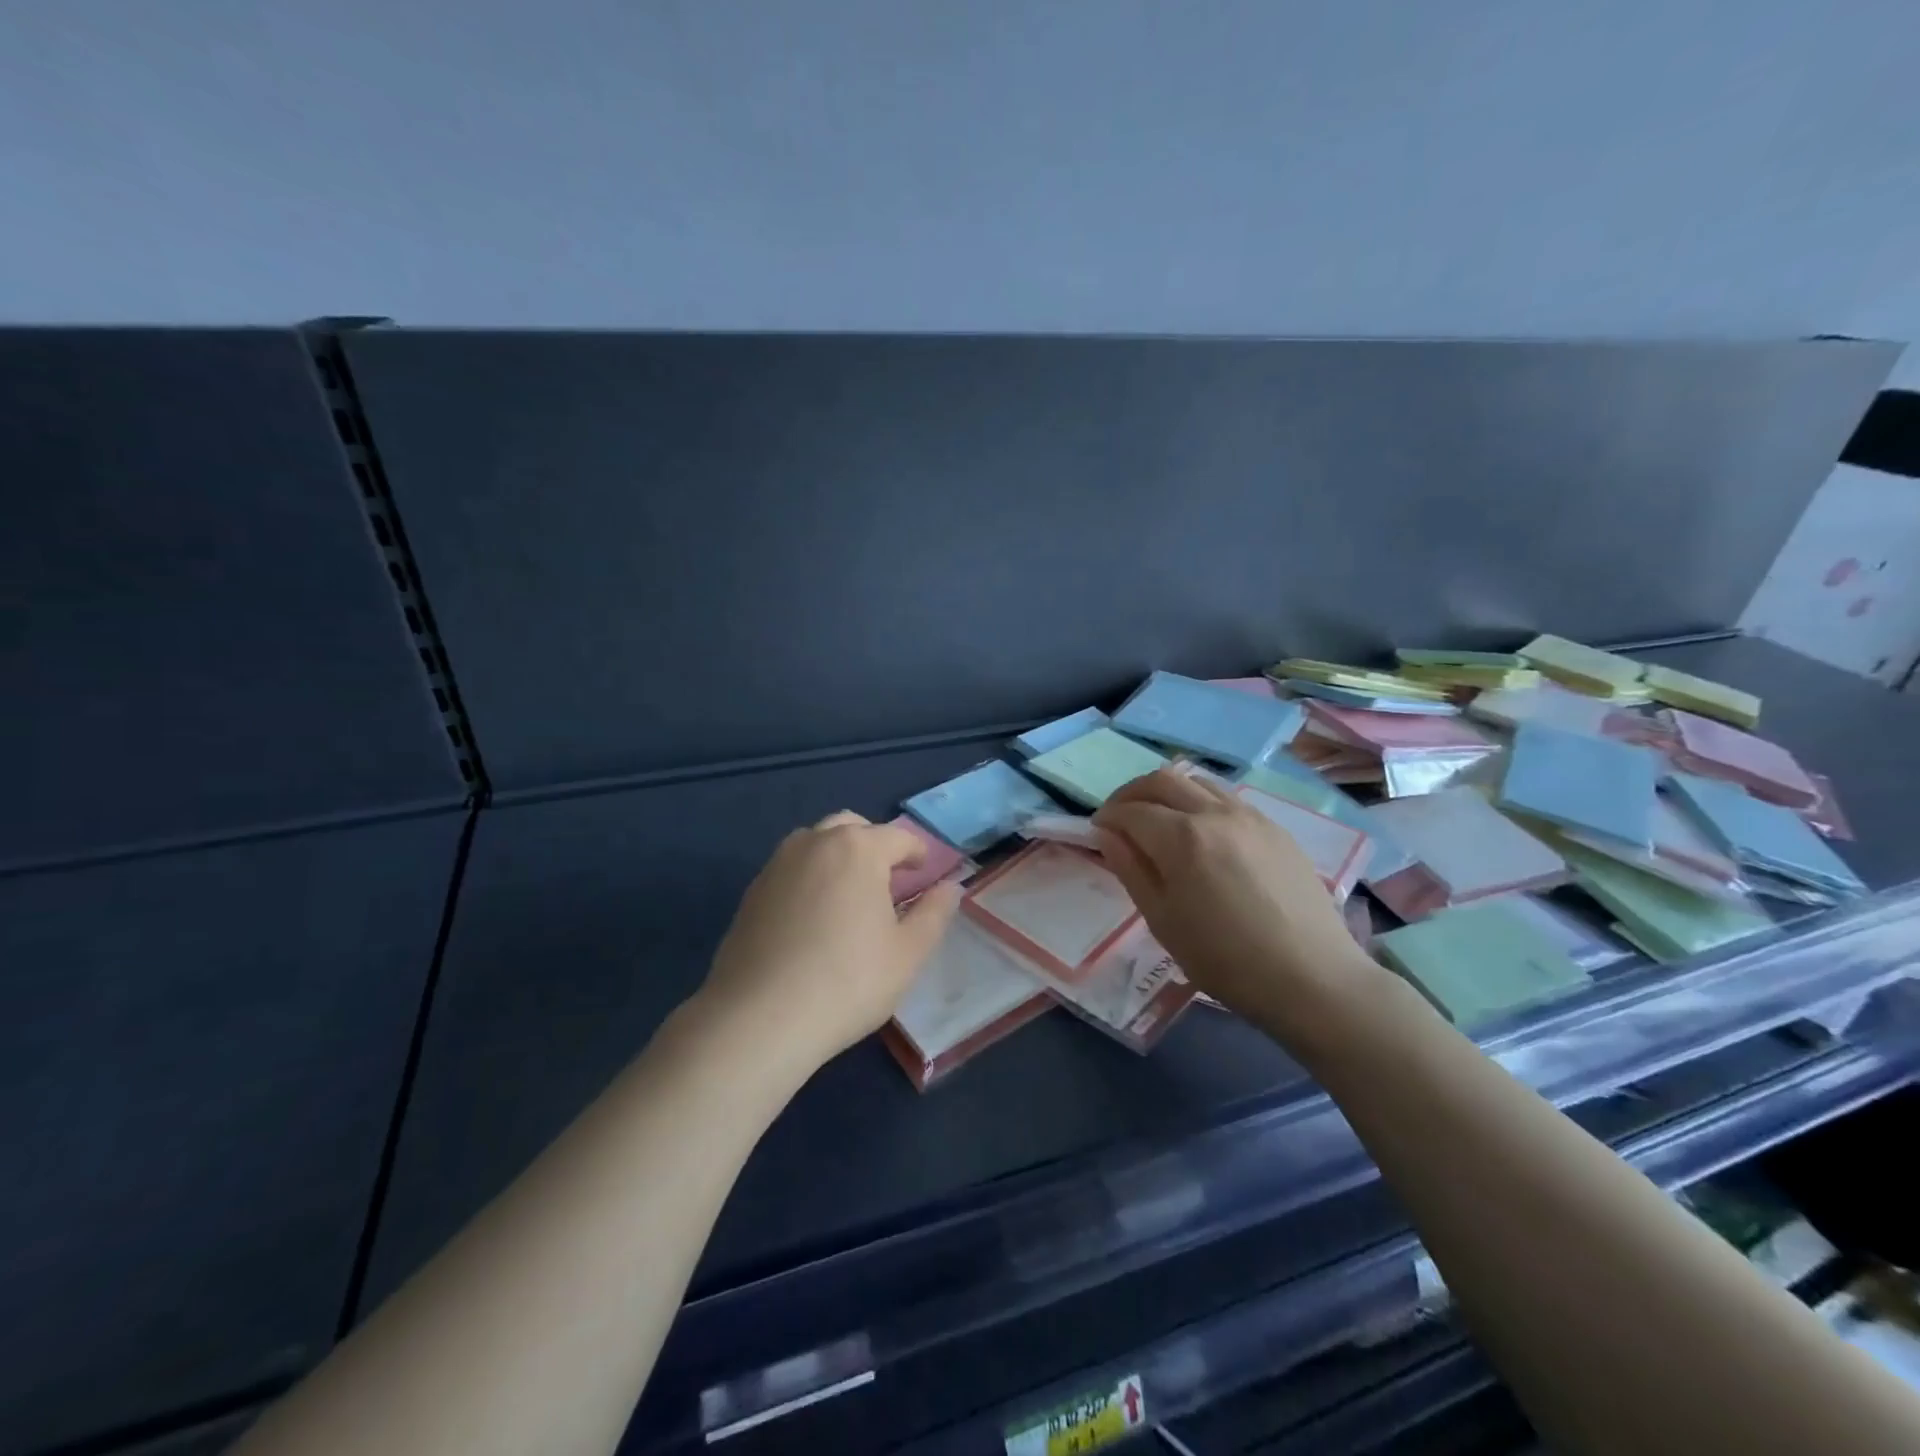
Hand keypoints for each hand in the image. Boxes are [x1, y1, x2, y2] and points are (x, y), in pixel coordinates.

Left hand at [699, 811, 959, 1074]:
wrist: (759, 1018)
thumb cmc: (848, 982)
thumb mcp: (908, 953)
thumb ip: (934, 913)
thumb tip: (951, 886)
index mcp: (858, 849)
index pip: (898, 837)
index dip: (917, 852)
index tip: (925, 871)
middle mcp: (815, 843)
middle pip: (852, 827)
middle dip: (875, 845)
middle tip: (888, 879)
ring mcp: (777, 864)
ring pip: (816, 842)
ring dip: (838, 855)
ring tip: (849, 894)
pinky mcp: (752, 891)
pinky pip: (790, 868)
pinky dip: (809, 876)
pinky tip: (813, 916)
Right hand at [1093, 769, 1379, 1026]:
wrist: (1312, 978)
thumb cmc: (1225, 959)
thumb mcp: (1163, 921)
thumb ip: (1131, 870)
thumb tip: (1107, 834)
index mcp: (1182, 838)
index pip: (1132, 811)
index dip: (1107, 817)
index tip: (1097, 831)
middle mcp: (1215, 813)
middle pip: (1163, 779)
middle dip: (1132, 793)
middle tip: (1120, 817)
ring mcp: (1251, 816)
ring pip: (1198, 781)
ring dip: (1168, 791)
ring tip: (1159, 819)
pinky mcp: (1276, 828)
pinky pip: (1228, 798)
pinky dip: (1200, 802)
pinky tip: (1202, 833)